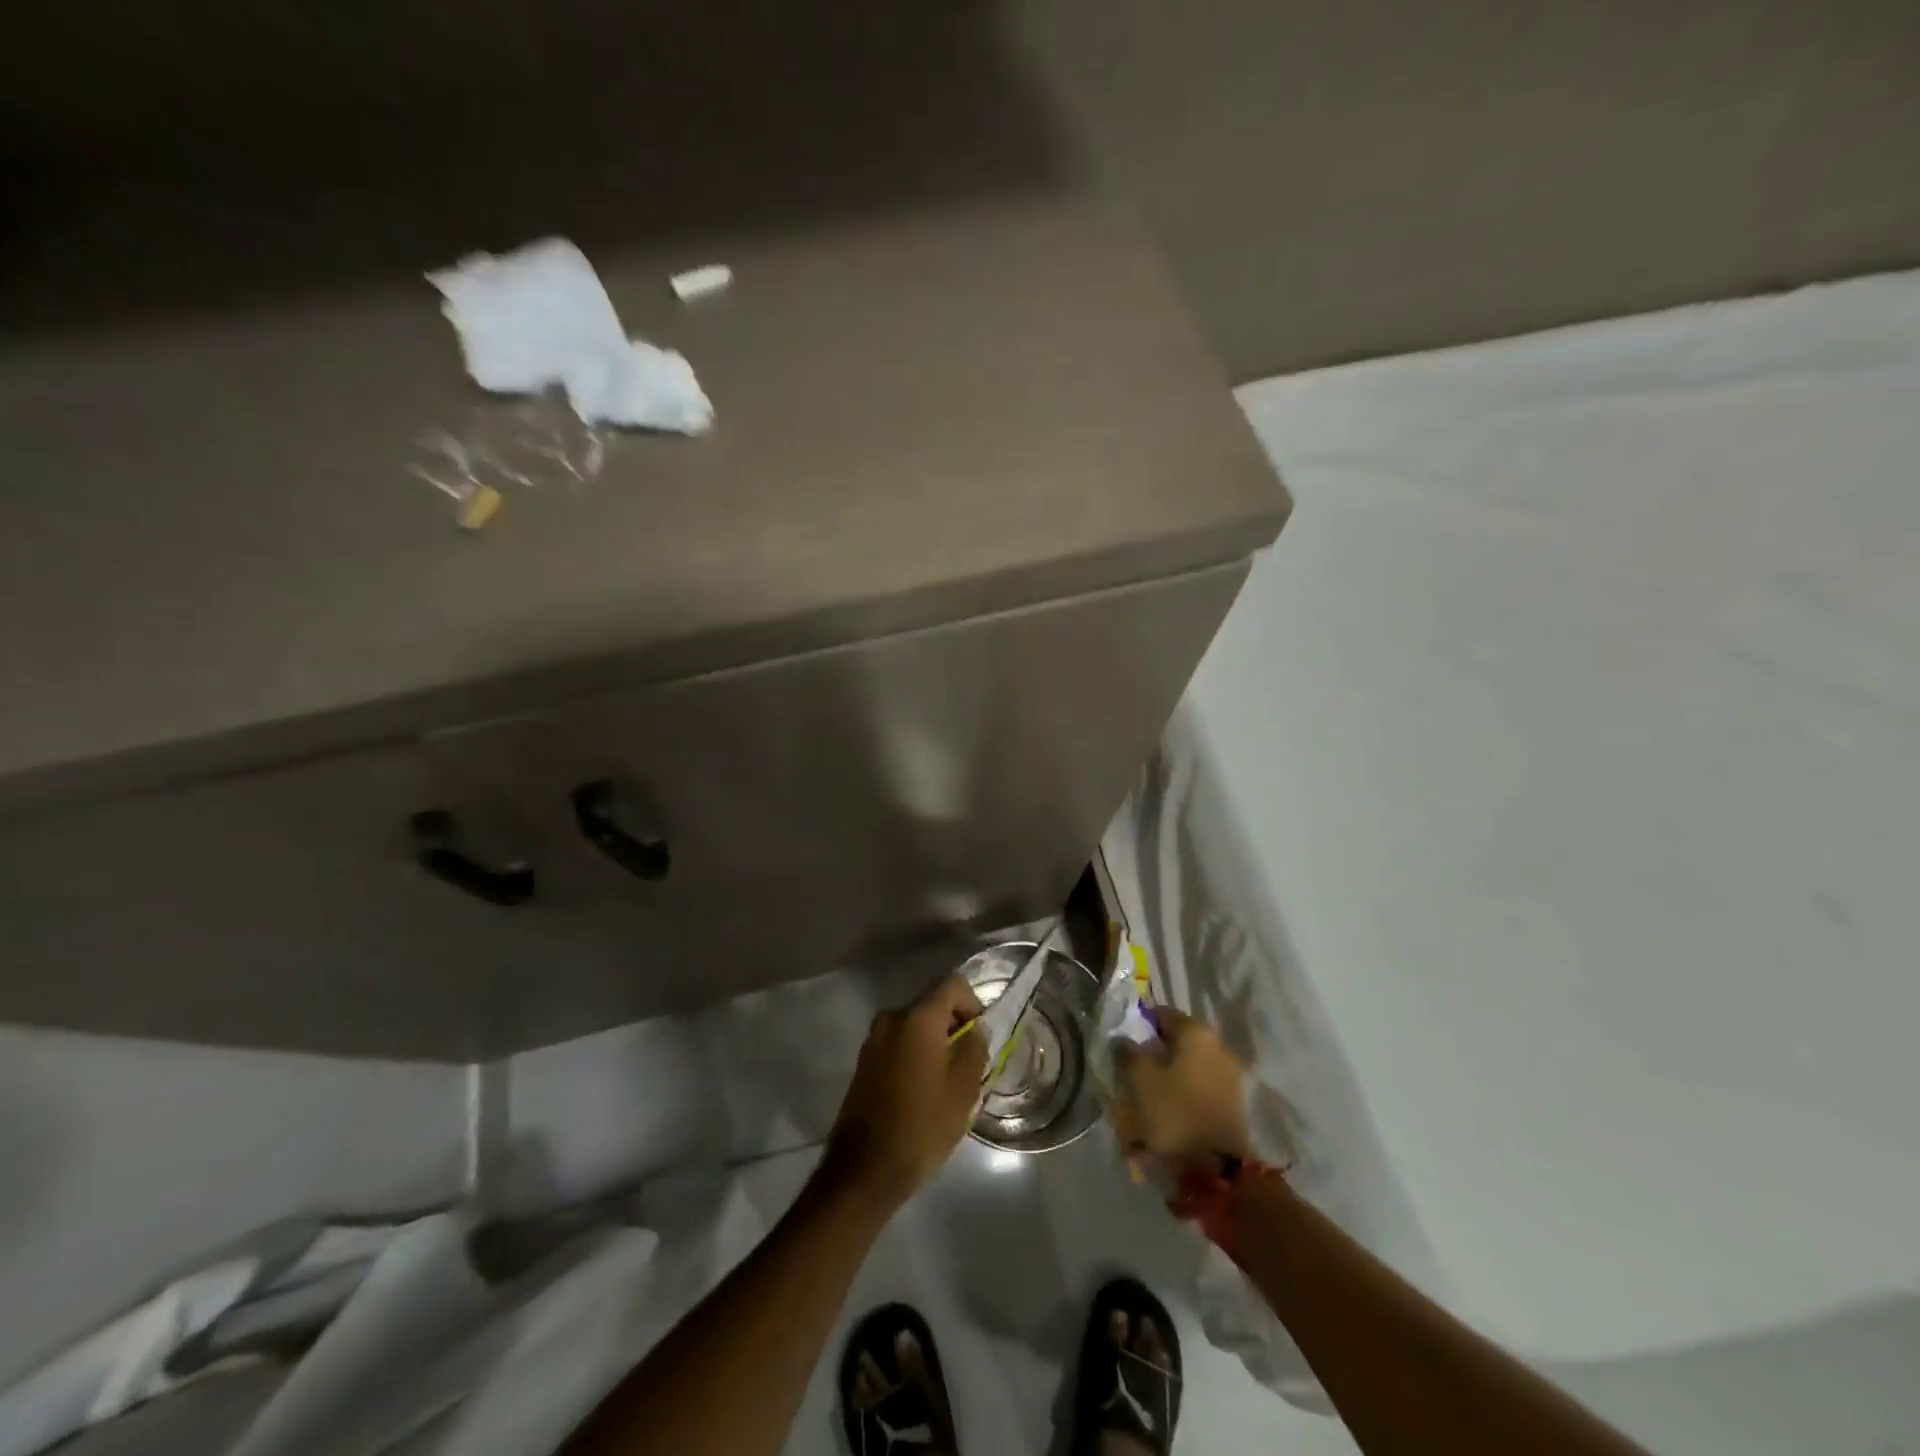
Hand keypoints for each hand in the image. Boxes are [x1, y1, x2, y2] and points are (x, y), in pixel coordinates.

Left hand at [823, 975, 988, 1207]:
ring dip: (935, 1043)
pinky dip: (915, 1056)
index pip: (953, 984)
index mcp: (918, 1017)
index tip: (979, 1037)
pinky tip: (923, 1092)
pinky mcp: (864, 1061)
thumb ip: (975, 1047)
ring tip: (947, 1083)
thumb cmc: (923, 1124)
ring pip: (915, 1027)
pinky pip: (899, 1044)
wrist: (865, 1169)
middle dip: (954, 1026)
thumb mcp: (963, 1088)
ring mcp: (873, 1039)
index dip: (973, 1003)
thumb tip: (976, 1027)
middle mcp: (892, 1018)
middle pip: (932, 1004)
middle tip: (969, 1064)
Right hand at [1109, 1009, 1251, 1170]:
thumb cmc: (1174, 1114)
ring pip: (1187, 1067)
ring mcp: (1229, 1077)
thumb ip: (1127, 1051)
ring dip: (1166, 1077)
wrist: (1217, 1172)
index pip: (1161, 1013)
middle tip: (1130, 1074)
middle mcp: (1218, 1046)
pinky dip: (1181, 1096)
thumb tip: (1125, 1041)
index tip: (1122, 1045)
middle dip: (1153, 1054)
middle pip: (1176, 1042)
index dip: (1138, 1025)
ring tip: (1144, 1100)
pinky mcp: (1233, 1105)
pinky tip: (1165, 1115)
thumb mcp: (1138, 1078)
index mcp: (1196, 1032)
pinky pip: (1198, 1090)